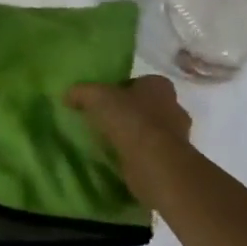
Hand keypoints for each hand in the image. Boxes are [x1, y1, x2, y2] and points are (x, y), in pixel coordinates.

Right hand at [66, 76, 191, 195]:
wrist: (154, 163)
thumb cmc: (130, 119)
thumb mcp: (96, 97)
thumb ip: (81, 92)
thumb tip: (67, 95)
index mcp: (159, 85)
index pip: (139, 82)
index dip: (121, 90)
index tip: (104, 102)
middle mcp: (174, 107)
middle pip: (147, 107)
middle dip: (130, 114)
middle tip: (106, 122)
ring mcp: (179, 137)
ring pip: (151, 132)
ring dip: (135, 137)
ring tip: (111, 144)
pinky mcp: (175, 162)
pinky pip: (152, 154)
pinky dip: (139, 157)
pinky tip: (121, 161)